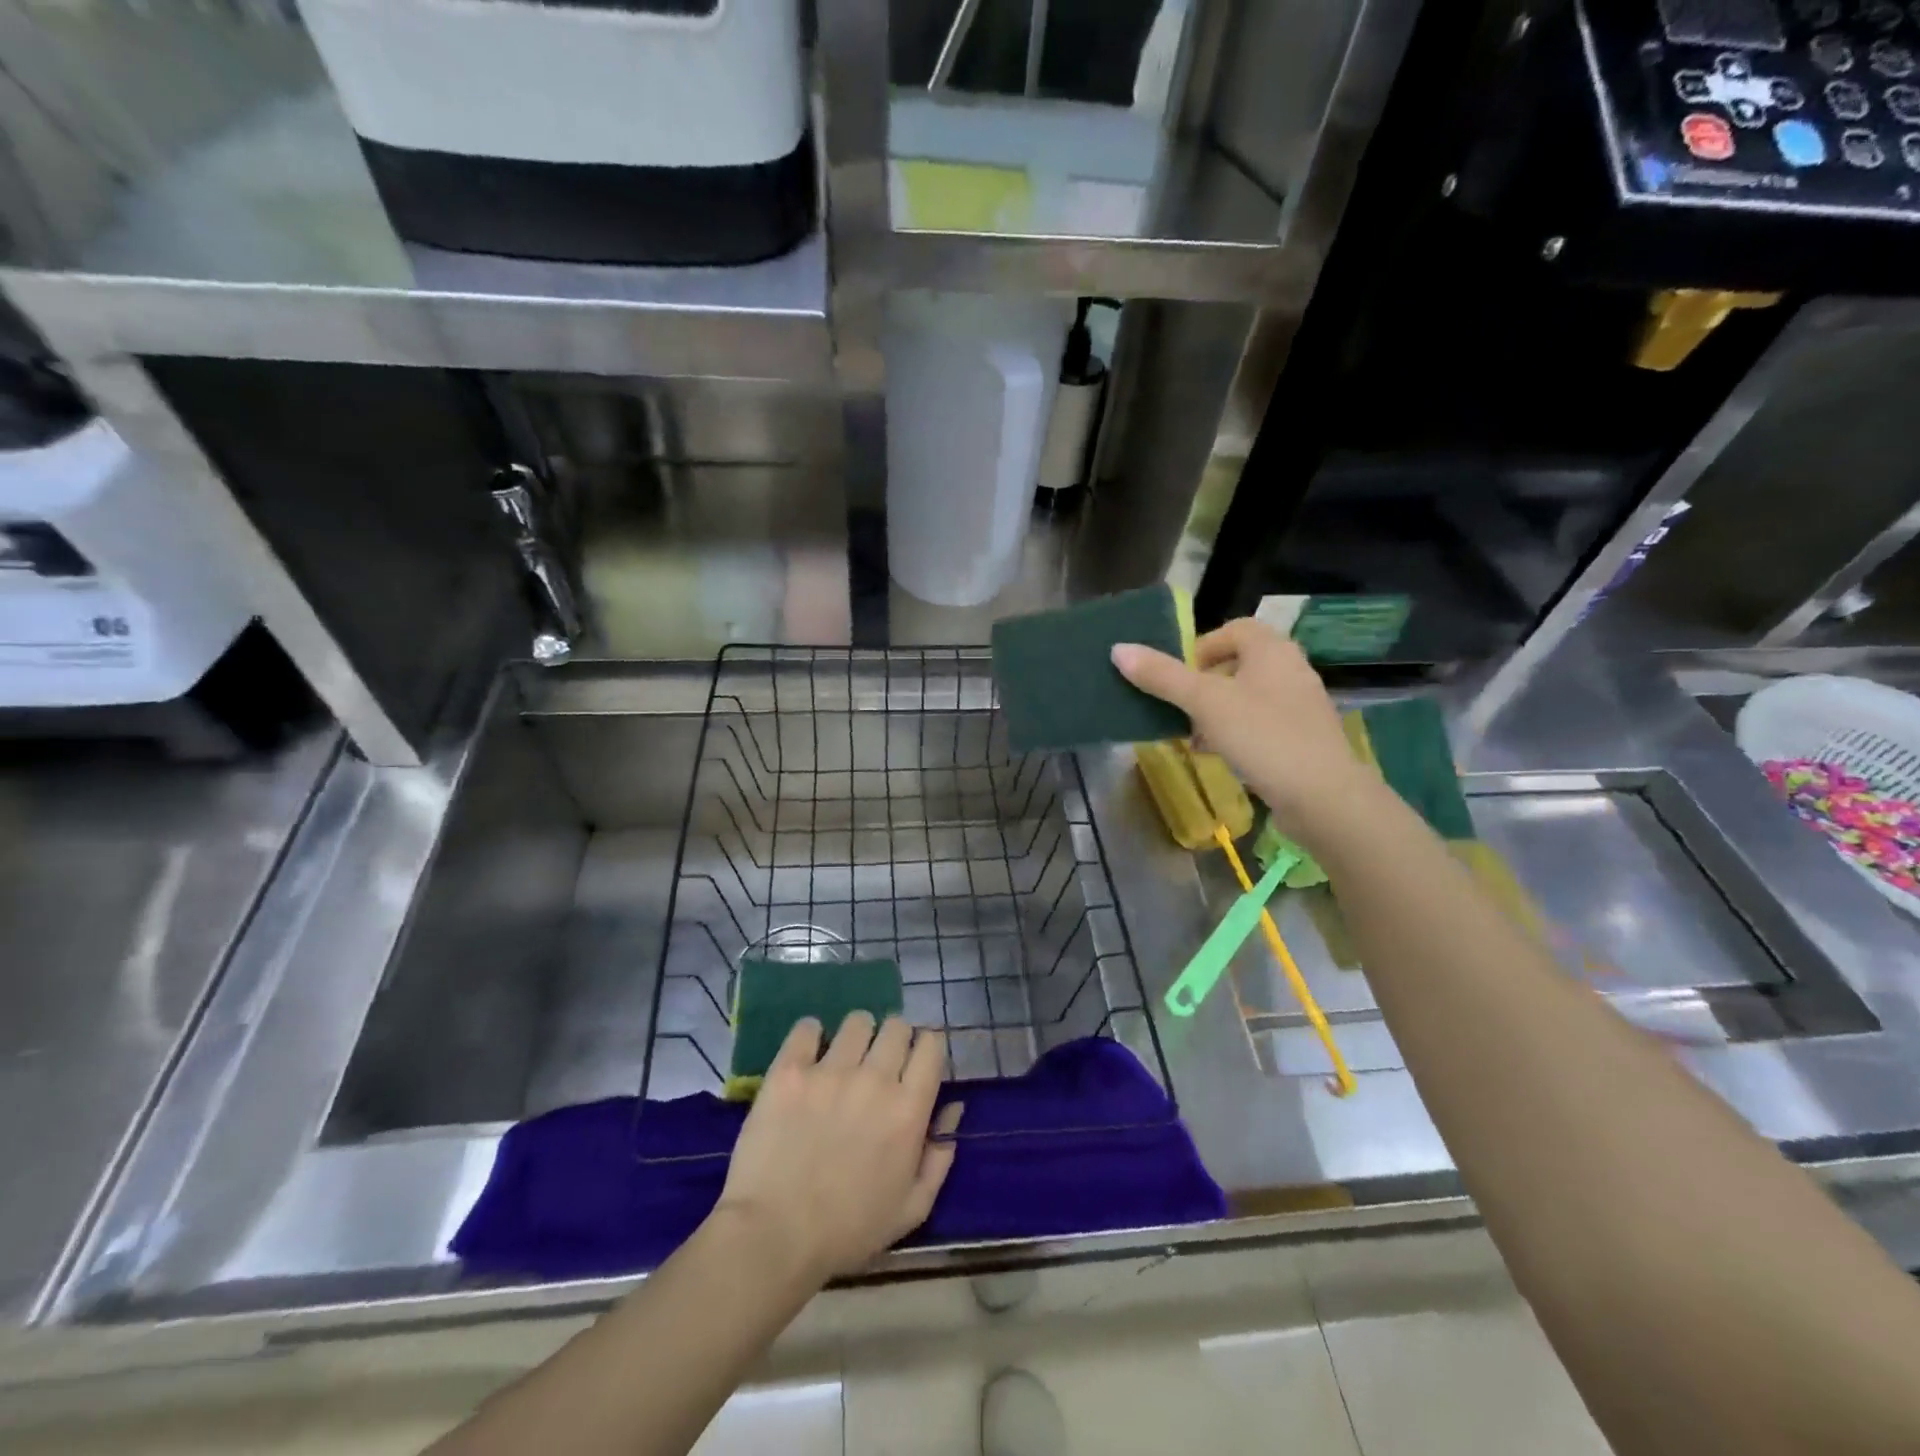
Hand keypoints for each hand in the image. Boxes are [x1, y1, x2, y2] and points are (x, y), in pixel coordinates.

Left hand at [715, 1012, 960, 1283]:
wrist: (773, 1237)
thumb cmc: (848, 1231)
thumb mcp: (912, 1208)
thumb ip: (939, 1156)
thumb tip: (953, 1108)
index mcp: (909, 1109)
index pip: (931, 1045)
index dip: (925, 1049)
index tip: (913, 1064)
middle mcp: (875, 1079)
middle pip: (896, 1026)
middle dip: (893, 1040)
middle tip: (878, 1064)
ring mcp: (830, 1071)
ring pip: (857, 1022)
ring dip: (856, 1036)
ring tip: (842, 1059)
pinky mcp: (789, 1071)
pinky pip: (806, 1028)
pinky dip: (810, 1036)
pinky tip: (808, 1056)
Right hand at [1112, 617, 1376, 842]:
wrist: (1324, 797)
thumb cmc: (1263, 736)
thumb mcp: (1204, 703)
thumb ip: (1162, 676)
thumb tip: (1118, 649)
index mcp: (1272, 650)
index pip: (1233, 629)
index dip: (1201, 646)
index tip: (1178, 675)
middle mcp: (1291, 669)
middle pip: (1238, 664)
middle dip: (1203, 685)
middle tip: (1179, 707)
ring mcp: (1300, 706)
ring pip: (1247, 697)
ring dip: (1215, 712)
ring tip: (1192, 736)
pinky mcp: (1302, 739)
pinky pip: (1260, 725)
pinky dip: (1235, 733)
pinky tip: (1217, 756)